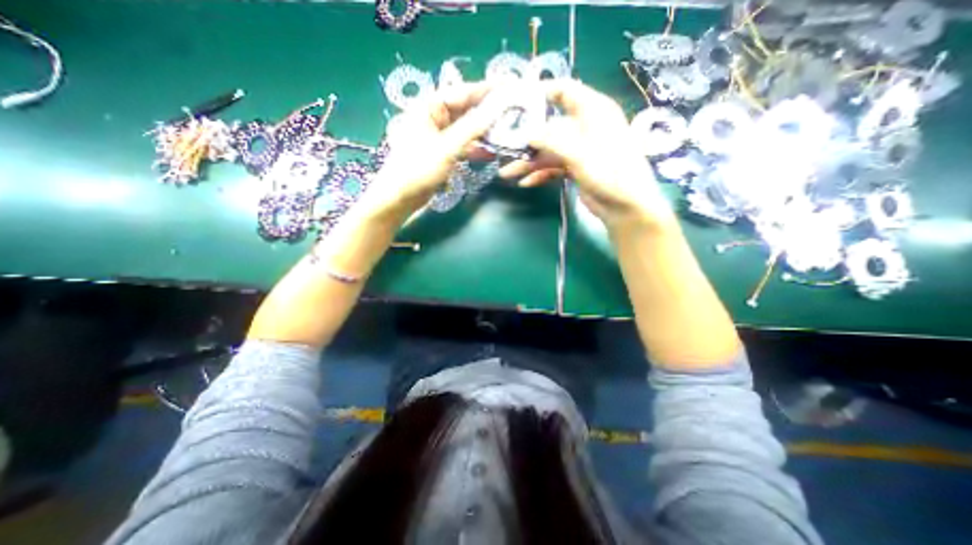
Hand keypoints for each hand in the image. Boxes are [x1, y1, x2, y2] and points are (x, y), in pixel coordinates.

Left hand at [365, 80, 501, 220]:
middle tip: (514, 114)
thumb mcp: (447, 147)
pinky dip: (476, 148)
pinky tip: (492, 153)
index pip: (464, 92)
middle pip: (467, 110)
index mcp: (431, 106)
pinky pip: (463, 144)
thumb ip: (472, 128)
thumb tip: (496, 109)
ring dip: (484, 132)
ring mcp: (440, 135)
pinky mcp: (443, 152)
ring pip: (467, 129)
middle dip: (489, 113)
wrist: (401, 196)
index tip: (510, 88)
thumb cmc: (418, 168)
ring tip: (507, 133)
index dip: (487, 90)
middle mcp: (436, 116)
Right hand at [502, 79, 677, 230]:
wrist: (625, 207)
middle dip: (527, 140)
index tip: (516, 101)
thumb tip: (527, 134)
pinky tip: (526, 182)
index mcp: (593, 111)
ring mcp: (579, 149)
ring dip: (529, 162)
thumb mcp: (580, 154)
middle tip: (504, 148)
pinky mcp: (575, 168)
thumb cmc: (610, 173)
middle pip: (549, 127)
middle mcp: (584, 127)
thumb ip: (552, 141)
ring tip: (507, 174)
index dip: (541, 92)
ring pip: (548, 150)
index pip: (565, 91)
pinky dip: (540, 174)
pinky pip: (553, 167)